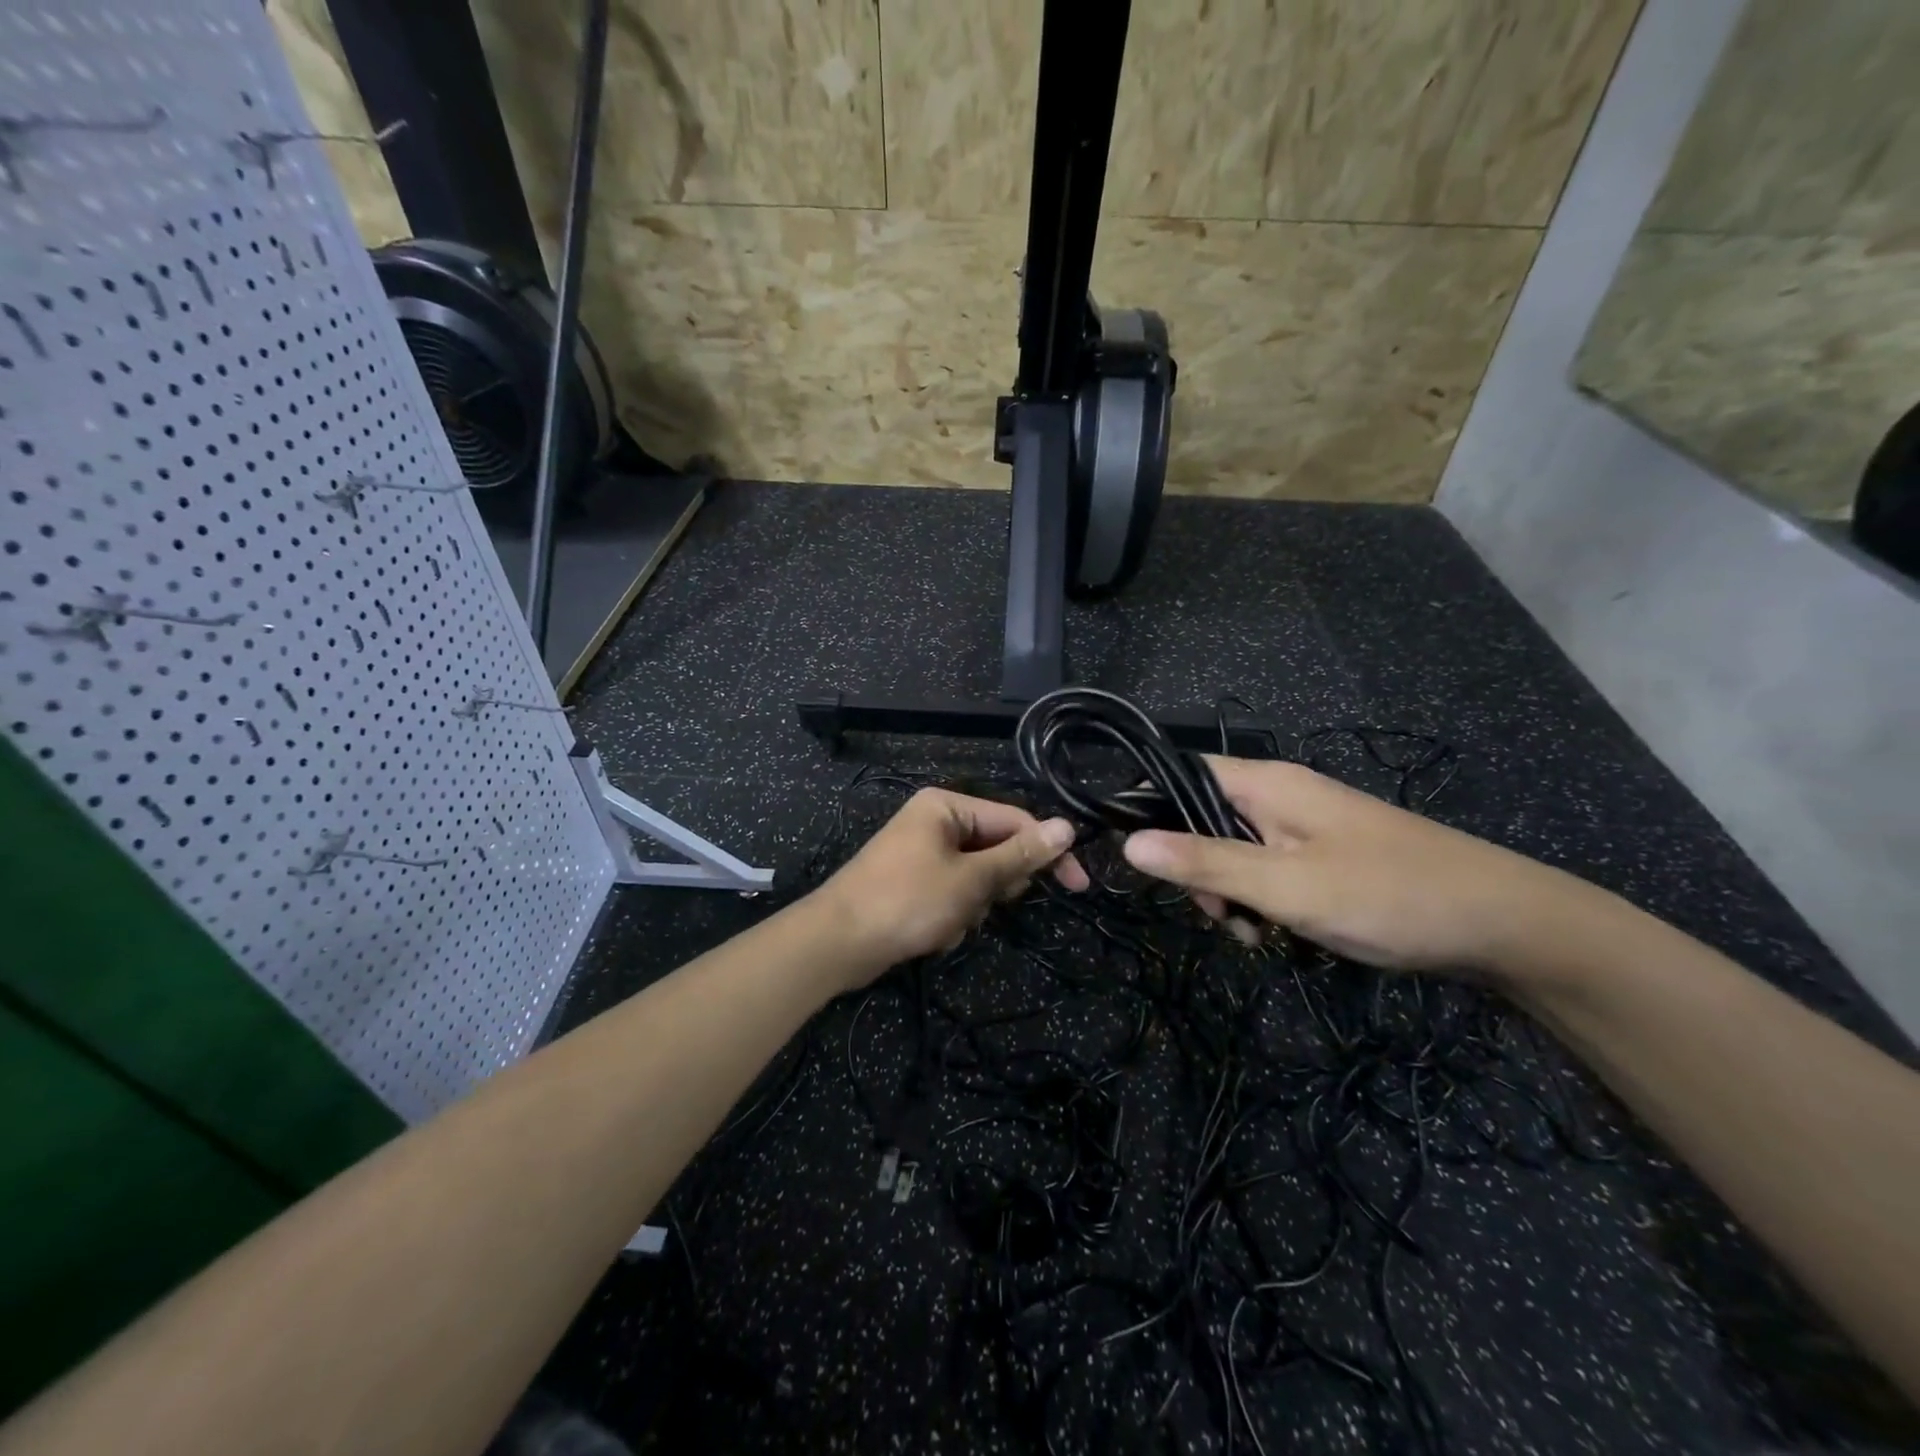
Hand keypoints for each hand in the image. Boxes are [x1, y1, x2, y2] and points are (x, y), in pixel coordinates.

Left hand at [815, 788, 1087, 980]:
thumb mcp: (971, 879)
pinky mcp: (914, 882)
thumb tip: (1068, 827)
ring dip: (973, 906)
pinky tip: (933, 932)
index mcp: (946, 806)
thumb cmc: (907, 902)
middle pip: (996, 848)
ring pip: (978, 877)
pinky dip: (953, 915)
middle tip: (982, 903)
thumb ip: (1021, 855)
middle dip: (996, 884)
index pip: (1015, 820)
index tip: (1079, 885)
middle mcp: (935, 821)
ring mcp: (923, 852)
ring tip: (949, 921)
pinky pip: (954, 893)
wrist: (837, 943)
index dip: (1048, 852)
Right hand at [1122, 758, 1593, 977]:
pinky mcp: (1325, 854)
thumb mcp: (1286, 887)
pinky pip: (1268, 867)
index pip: (1179, 771)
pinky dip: (1262, 899)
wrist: (1505, 923)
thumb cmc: (1387, 895)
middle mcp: (1281, 794)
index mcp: (1266, 784)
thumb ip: (1205, 863)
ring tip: (1258, 934)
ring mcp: (1306, 825)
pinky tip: (1281, 933)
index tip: (1134, 857)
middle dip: (1195, 867)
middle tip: (1220, 914)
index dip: (1146, 805)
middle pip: (1202, 816)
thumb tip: (1127, 843)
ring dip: (1230, 891)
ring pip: (1234, 848)